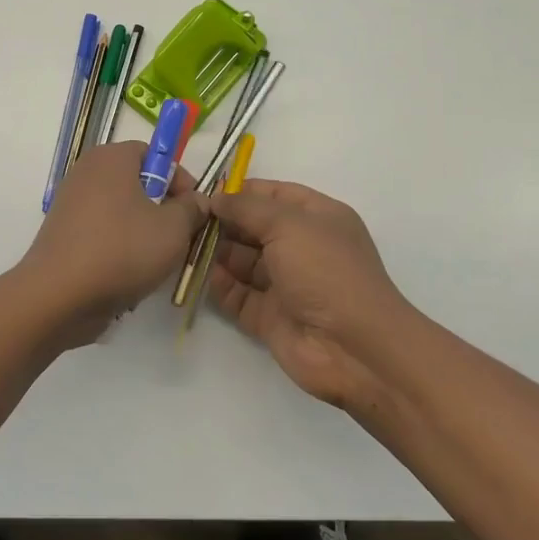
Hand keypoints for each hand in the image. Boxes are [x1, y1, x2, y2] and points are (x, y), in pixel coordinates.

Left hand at [21, 142, 206, 340]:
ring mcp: (70, 204)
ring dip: (142, 232)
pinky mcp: (63, 234)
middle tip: (180, 236)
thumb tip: (196, 200)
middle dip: (162, 209)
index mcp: (111, 158)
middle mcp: (86, 172)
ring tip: (157, 261)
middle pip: (136, 183)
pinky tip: (129, 274)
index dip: (179, 179)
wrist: (59, 295)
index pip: (153, 154)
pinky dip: (118, 248)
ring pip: (120, 212)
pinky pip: (101, 233)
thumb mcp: (173, 229)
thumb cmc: (122, 250)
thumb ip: (191, 209)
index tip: (194, 209)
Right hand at [207, 179, 413, 410]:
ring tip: (185, 243)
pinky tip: (199, 274)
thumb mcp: (288, 224)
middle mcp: (302, 248)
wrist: (353, 348)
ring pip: (243, 262)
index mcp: (318, 218)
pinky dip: (220, 285)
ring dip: (216, 252)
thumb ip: (247, 208)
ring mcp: (286, 284)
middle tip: (187, 218)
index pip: (274, 195)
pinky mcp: (270, 316)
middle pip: (254, 228)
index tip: (205, 191)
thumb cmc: (325, 271)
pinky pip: (238, 295)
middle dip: (223, 222)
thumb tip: (215, 199)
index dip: (242, 191)